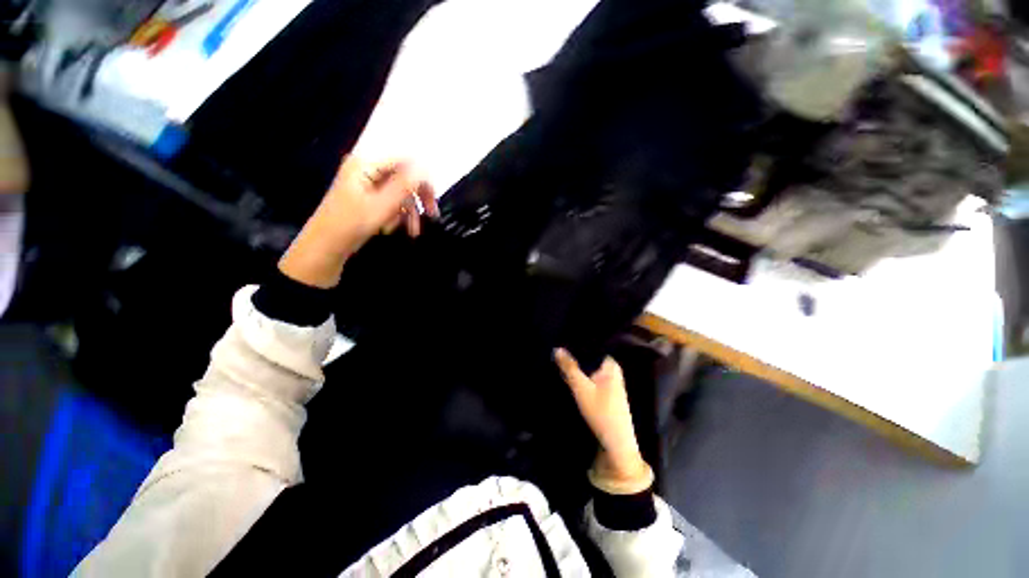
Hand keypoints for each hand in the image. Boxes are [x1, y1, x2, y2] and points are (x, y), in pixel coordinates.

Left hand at [279, 156, 437, 287]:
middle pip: (403, 177)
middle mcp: (367, 169)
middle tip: (432, 215)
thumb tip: (425, 169)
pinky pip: (391, 200)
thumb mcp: (382, 206)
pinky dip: (398, 214)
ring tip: (413, 231)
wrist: (326, 246)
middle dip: (417, 198)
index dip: (422, 179)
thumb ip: (404, 185)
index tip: (433, 200)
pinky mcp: (367, 196)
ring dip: (409, 212)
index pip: (404, 162)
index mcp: (366, 164)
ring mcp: (366, 183)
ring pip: (399, 192)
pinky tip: (397, 227)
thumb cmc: (351, 224)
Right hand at [554, 348, 650, 492]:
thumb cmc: (601, 411)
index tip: (563, 341)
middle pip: (591, 359)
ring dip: (578, 368)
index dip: (578, 344)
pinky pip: (592, 378)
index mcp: (611, 365)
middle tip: (558, 352)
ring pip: (590, 369)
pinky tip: (571, 377)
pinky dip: (582, 377)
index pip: (593, 347)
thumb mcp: (581, 388)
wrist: (616, 442)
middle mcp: (613, 371)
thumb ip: (569, 368)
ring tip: (561, 361)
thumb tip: (557, 348)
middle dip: (576, 357)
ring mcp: (611, 383)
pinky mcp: (607, 393)